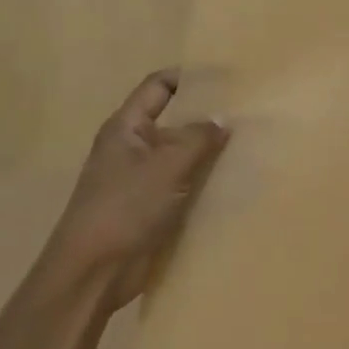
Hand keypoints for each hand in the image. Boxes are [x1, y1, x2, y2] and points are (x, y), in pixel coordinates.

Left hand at [40, 70, 228, 305]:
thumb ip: (198, 138)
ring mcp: (144, 179)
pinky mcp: (155, 206)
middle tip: (251, 111)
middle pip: (176, 120)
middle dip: (210, 116)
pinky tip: (239, 181)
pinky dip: (209, 179)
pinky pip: (188, 183)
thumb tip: (223, 120)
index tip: (229, 77)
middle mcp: (134, 148)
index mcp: (127, 128)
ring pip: (185, 154)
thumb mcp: (165, 166)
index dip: (189, 77)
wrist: (94, 271)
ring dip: (213, 151)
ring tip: (254, 144)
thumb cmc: (124, 208)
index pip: (159, 87)